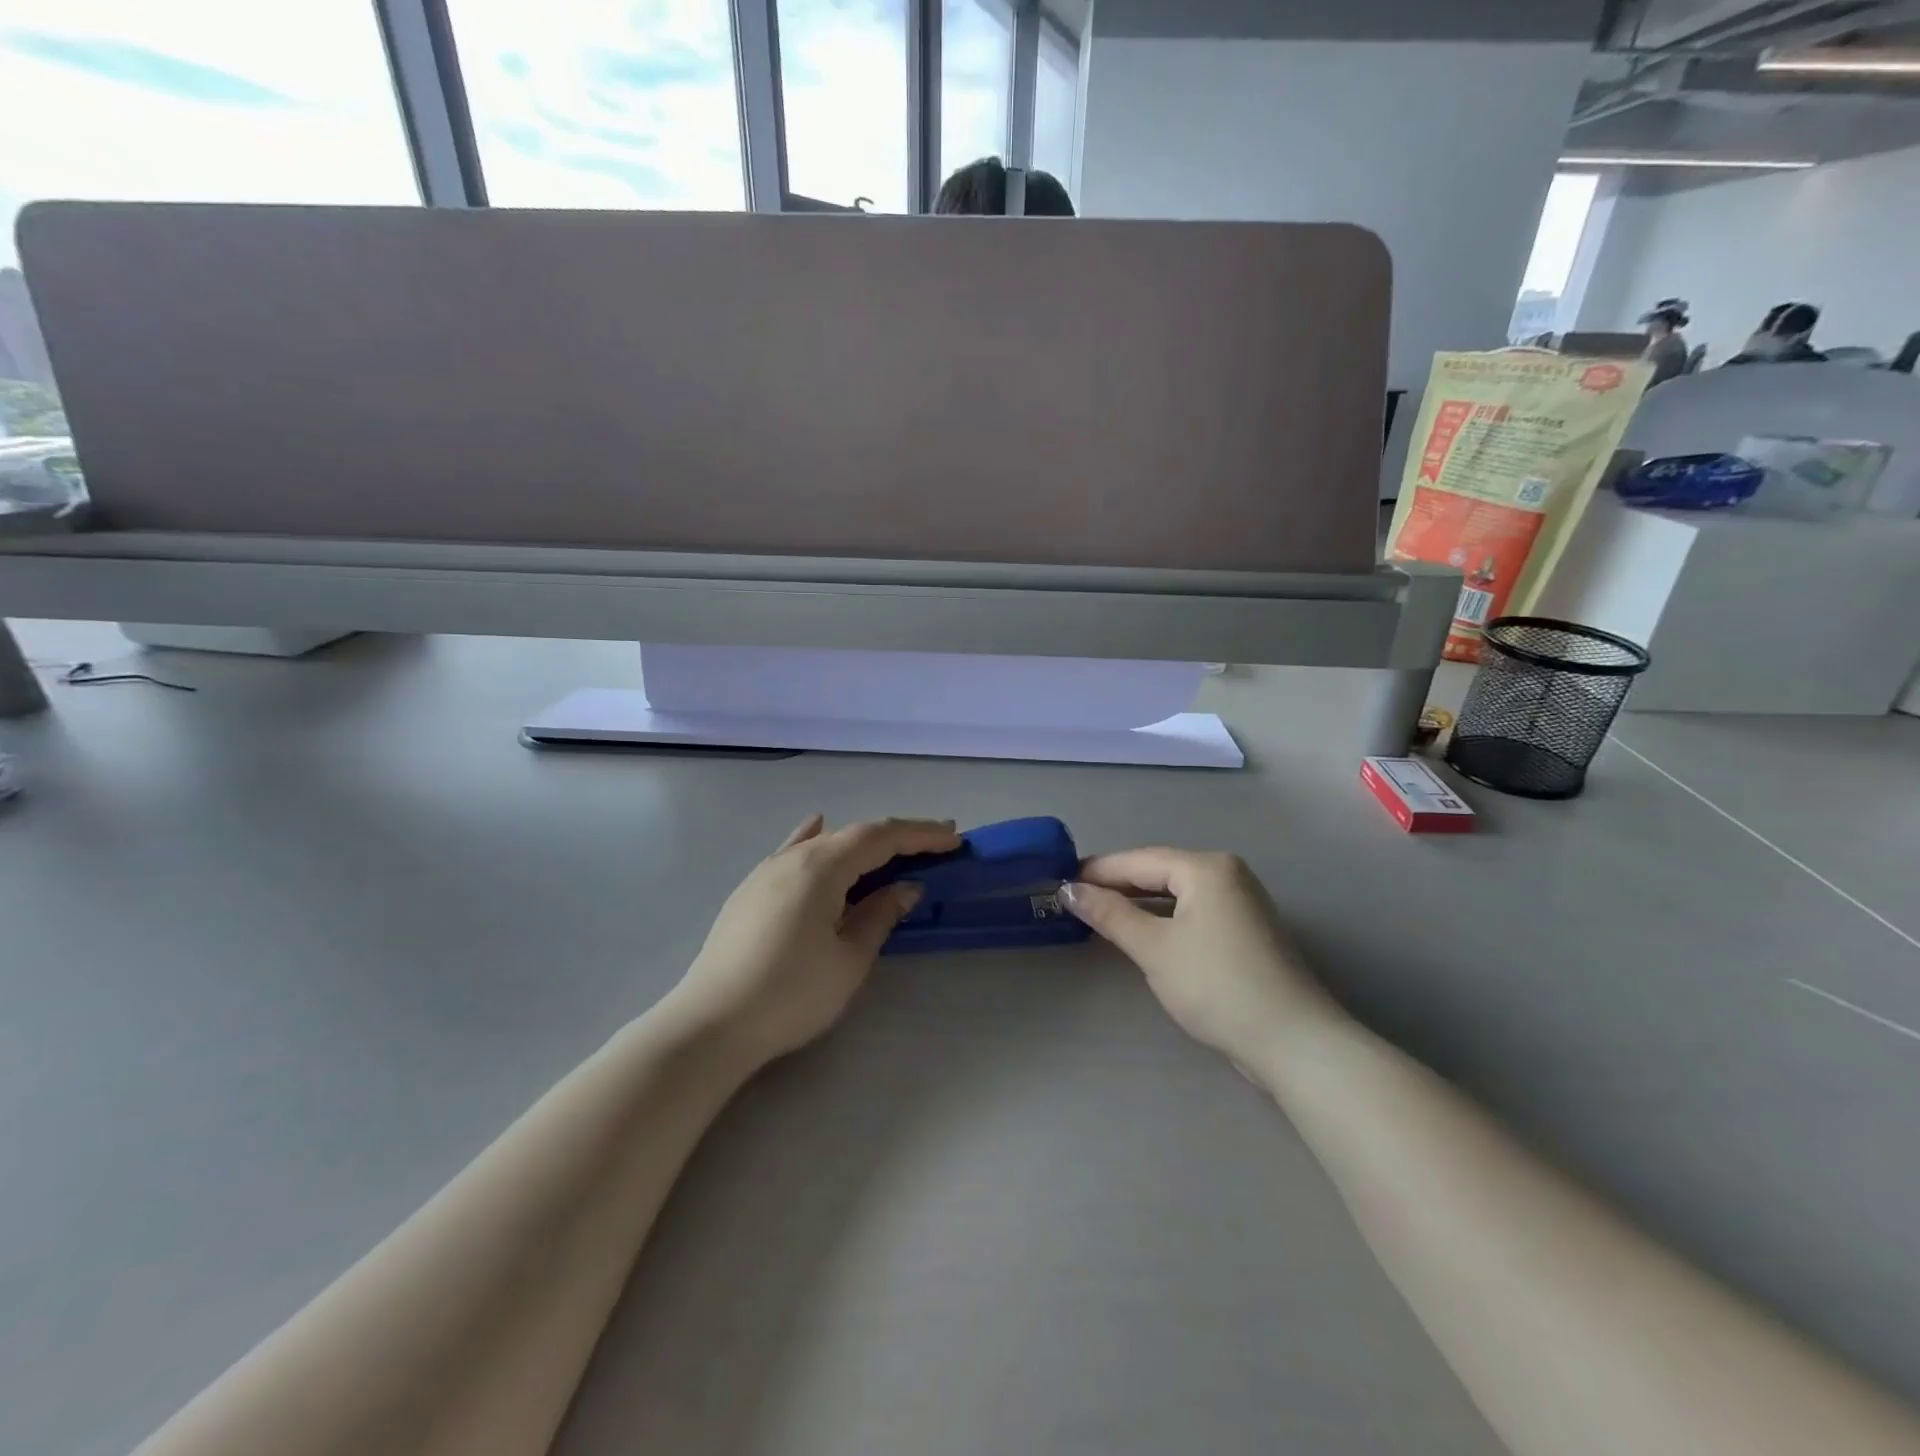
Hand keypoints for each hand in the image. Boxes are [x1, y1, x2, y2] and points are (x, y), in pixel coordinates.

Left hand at [669, 815, 961, 1067]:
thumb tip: (904, 888)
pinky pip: (793, 852)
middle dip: (896, 838)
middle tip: (935, 845)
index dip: (920, 834)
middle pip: (853, 834)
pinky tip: (817, 828)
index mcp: (821, 866)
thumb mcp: (849, 960)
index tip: (954, 837)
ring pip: (824, 843)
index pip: (880, 836)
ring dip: (862, 844)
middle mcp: (792, 857)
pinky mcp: (750, 891)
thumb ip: (879, 916)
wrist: (710, 1025)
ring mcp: (766, 872)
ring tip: (891, 850)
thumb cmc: (791, 994)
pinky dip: (816, 841)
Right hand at [1060, 849, 1333, 1078]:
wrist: (1292, 1042)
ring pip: (1176, 893)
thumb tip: (1069, 890)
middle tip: (1074, 898)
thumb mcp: (1154, 948)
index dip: (1098, 870)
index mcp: (1207, 868)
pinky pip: (1193, 911)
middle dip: (1117, 885)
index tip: (1060, 880)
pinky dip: (1164, 918)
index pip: (1140, 859)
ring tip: (1099, 914)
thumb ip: (1110, 914)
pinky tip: (1141, 932)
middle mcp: (1227, 874)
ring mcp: (1241, 902)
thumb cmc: (1217, 986)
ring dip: (1139, 902)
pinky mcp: (1246, 930)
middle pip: (1160, 871)